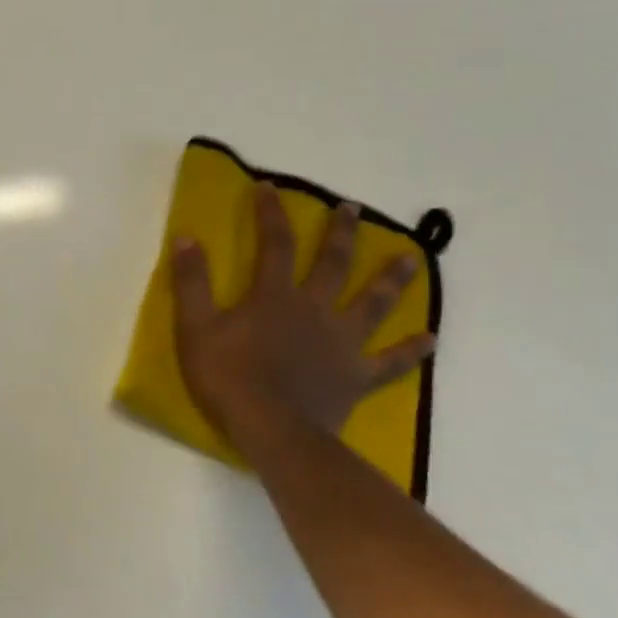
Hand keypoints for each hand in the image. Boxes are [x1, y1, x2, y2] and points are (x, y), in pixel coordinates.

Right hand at [170, 182, 434, 458]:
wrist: (271, 430)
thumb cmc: (228, 377)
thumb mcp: (196, 327)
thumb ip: (191, 282)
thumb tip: (185, 237)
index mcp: (275, 296)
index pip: (275, 244)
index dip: (271, 213)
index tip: (270, 187)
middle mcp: (315, 310)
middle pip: (333, 264)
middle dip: (342, 234)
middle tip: (354, 209)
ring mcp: (341, 343)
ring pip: (372, 304)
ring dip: (392, 280)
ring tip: (412, 259)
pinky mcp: (356, 376)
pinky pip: (390, 361)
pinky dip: (411, 350)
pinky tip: (431, 339)